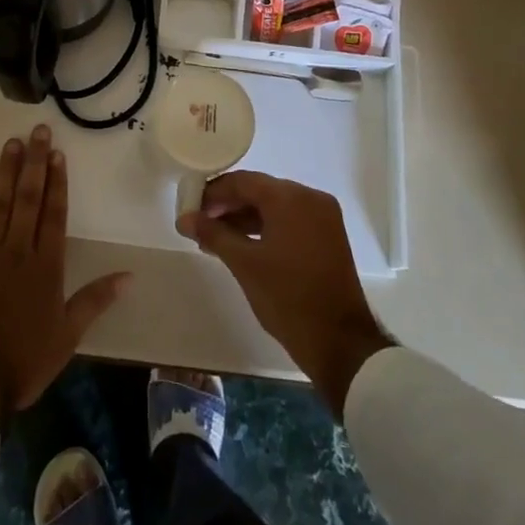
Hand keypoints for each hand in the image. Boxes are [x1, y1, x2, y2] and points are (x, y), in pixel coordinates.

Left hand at [0, 124, 130, 426]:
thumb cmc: (22, 361)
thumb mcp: (67, 336)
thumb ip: (95, 300)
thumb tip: (130, 275)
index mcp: (45, 266)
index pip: (54, 214)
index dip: (57, 183)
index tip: (58, 154)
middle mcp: (16, 250)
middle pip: (27, 198)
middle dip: (34, 162)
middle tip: (38, 131)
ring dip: (5, 171)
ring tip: (11, 143)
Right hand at [178, 171, 393, 412]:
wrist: (339, 342)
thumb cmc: (287, 297)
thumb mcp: (244, 264)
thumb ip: (213, 234)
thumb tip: (184, 218)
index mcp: (290, 198)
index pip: (243, 181)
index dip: (213, 192)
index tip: (190, 207)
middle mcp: (310, 198)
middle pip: (260, 191)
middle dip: (228, 206)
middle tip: (199, 224)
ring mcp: (322, 217)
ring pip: (274, 207)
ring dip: (244, 218)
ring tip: (214, 238)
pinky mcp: (327, 236)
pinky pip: (289, 221)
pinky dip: (265, 229)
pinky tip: (241, 245)